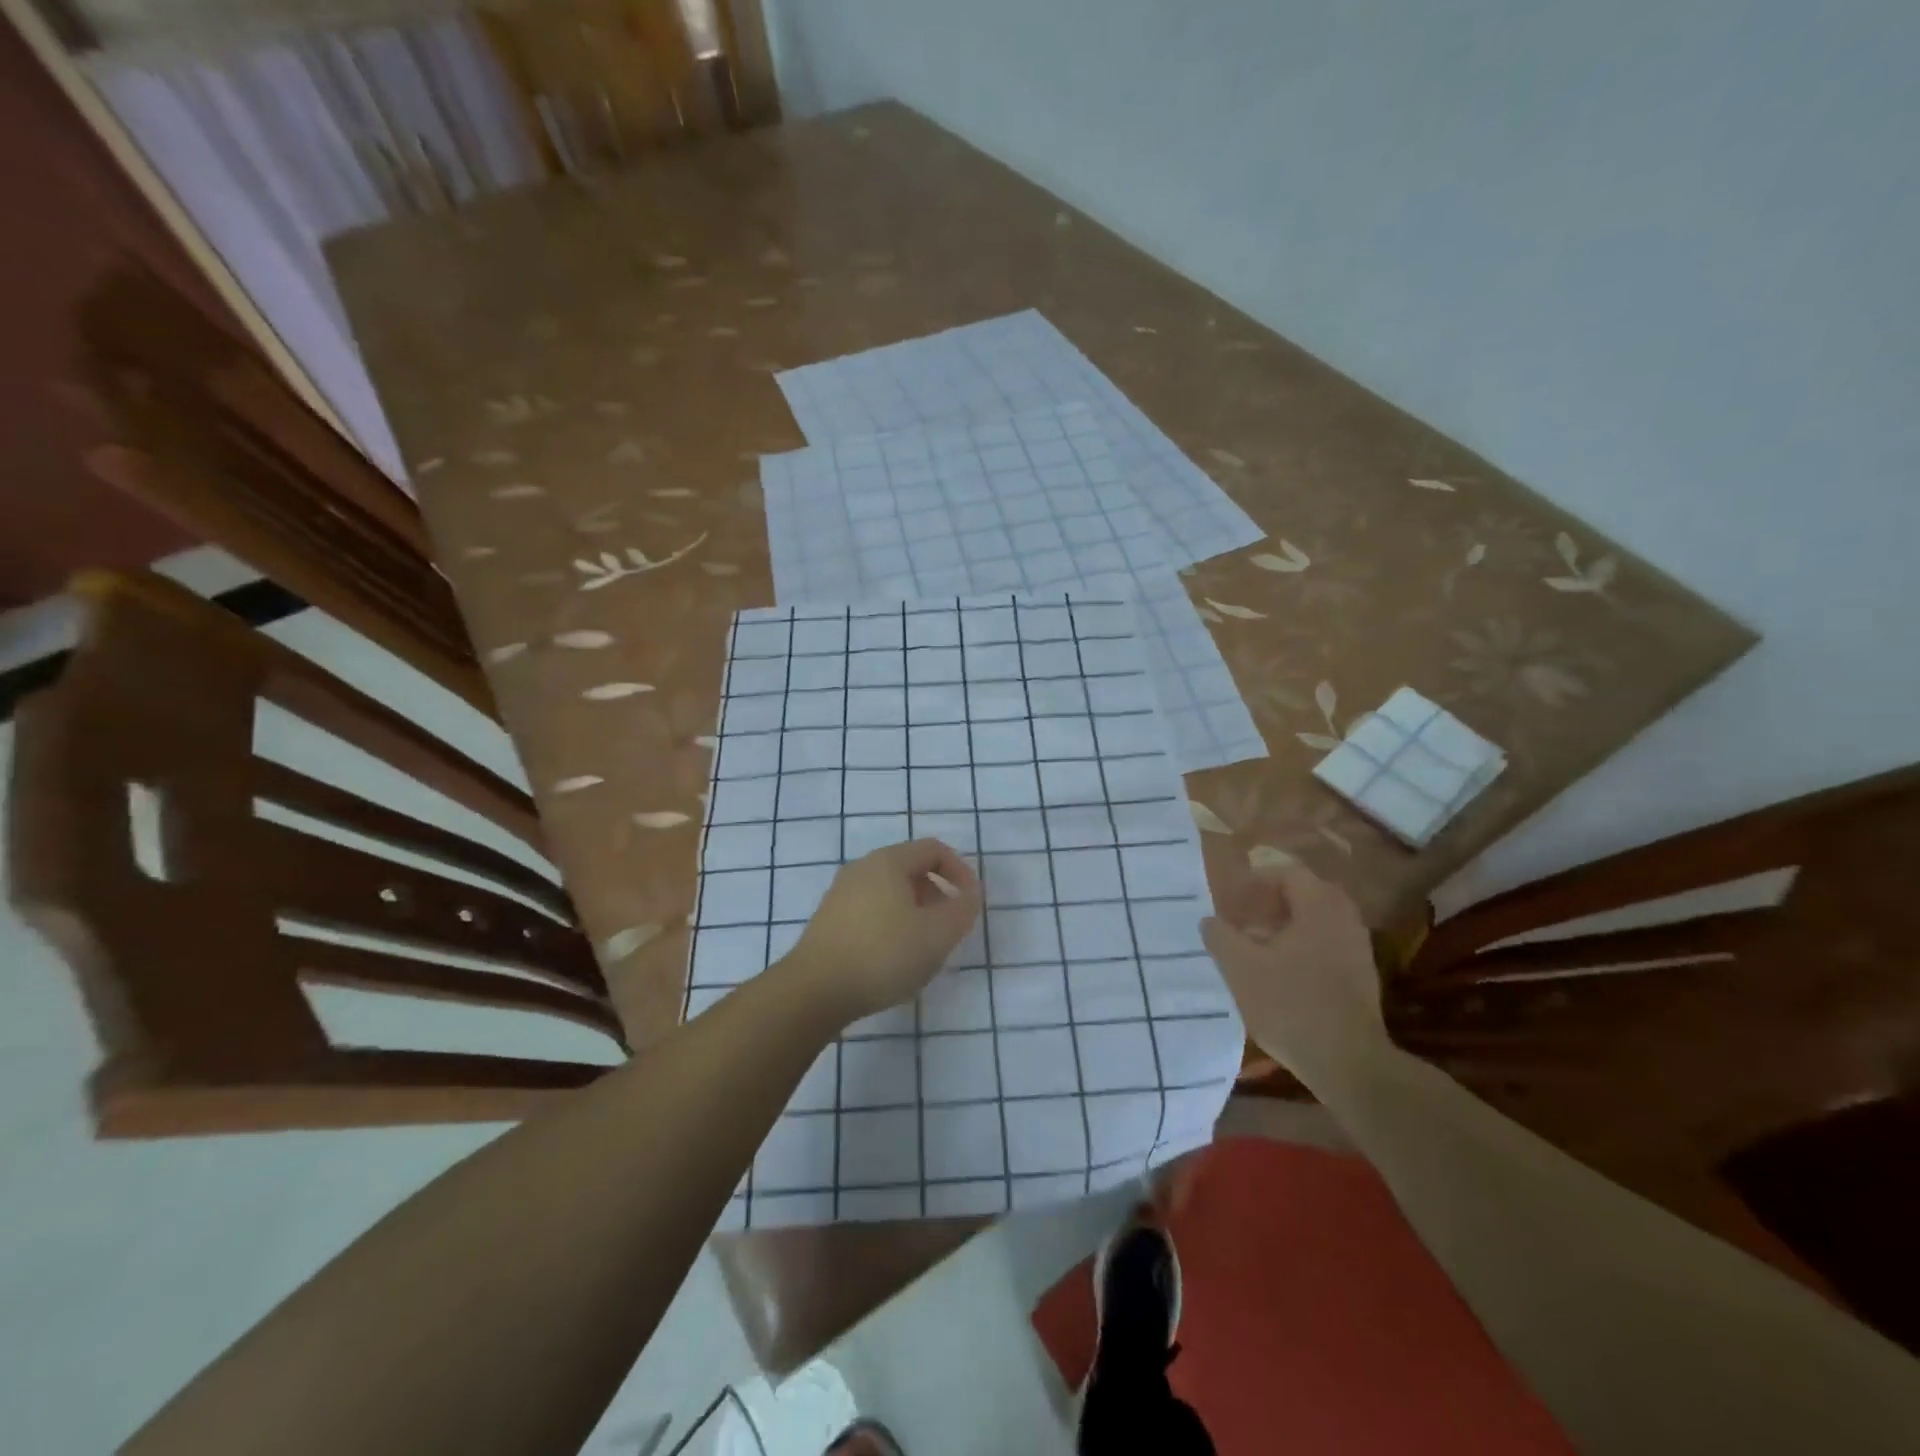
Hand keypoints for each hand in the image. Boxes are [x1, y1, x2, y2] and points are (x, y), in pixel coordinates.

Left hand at [783, 839, 982, 1026]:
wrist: (814, 990)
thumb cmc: (883, 954)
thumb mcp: (937, 934)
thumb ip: (961, 910)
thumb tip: (968, 895)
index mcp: (888, 861)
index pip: (934, 849)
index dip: (960, 872)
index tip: (971, 903)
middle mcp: (862, 868)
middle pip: (911, 869)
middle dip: (938, 894)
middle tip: (949, 928)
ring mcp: (841, 894)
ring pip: (890, 892)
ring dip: (915, 912)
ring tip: (924, 947)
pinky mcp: (829, 921)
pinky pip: (871, 911)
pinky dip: (891, 925)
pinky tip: (892, 959)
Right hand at [1201, 864, 1389, 1090]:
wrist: (1348, 1062)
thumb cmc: (1290, 1005)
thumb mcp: (1240, 968)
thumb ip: (1220, 937)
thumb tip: (1210, 920)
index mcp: (1319, 907)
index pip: (1288, 873)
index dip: (1256, 881)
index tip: (1232, 900)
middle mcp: (1344, 920)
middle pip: (1308, 894)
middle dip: (1274, 901)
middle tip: (1246, 918)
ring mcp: (1358, 949)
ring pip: (1319, 921)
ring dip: (1288, 925)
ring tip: (1258, 946)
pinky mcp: (1362, 978)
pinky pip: (1329, 944)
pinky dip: (1304, 947)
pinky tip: (1281, 973)